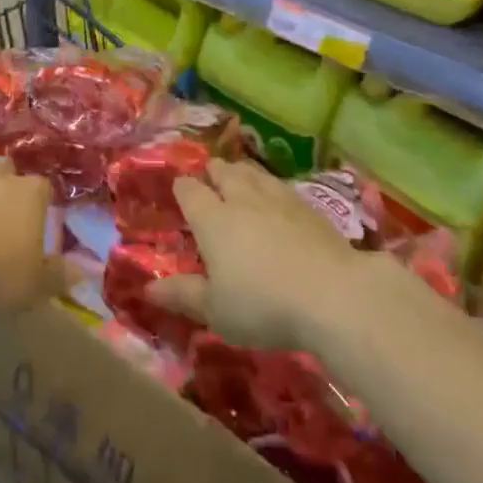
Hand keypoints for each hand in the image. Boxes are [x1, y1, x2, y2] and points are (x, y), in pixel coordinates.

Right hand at [148, 158, 360, 350]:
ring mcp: (279, 199)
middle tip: (210, 176)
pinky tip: (278, 197)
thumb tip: (148, 289)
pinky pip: (282, 186)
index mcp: (211, 219)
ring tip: (241, 176)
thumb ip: (183, 295)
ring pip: (254, 173)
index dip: (182, 187)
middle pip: (224, 172)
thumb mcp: (216, 310)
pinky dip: (272, 187)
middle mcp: (241, 199)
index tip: (179, 190)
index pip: (189, 190)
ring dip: (243, 172)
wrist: (334, 295)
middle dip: (214, 172)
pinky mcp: (310, 208)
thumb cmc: (263, 305)